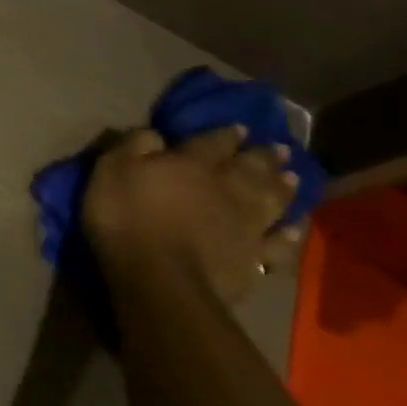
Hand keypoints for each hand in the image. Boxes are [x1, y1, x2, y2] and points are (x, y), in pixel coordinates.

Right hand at [82, 126, 304, 304]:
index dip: (227, 134)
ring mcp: (247, 225)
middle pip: (252, 168)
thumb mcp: (112, 170)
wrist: (159, 277)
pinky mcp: (254, 259)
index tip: (240, 128)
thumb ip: (133, 146)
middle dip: (265, 157)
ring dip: (284, 188)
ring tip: (293, 179)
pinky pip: (279, 244)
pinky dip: (289, 235)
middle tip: (281, 150)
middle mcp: (228, 188)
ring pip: (273, 200)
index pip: (214, 142)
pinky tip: (294, 228)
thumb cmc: (127, 217)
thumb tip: (155, 133)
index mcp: (193, 164)